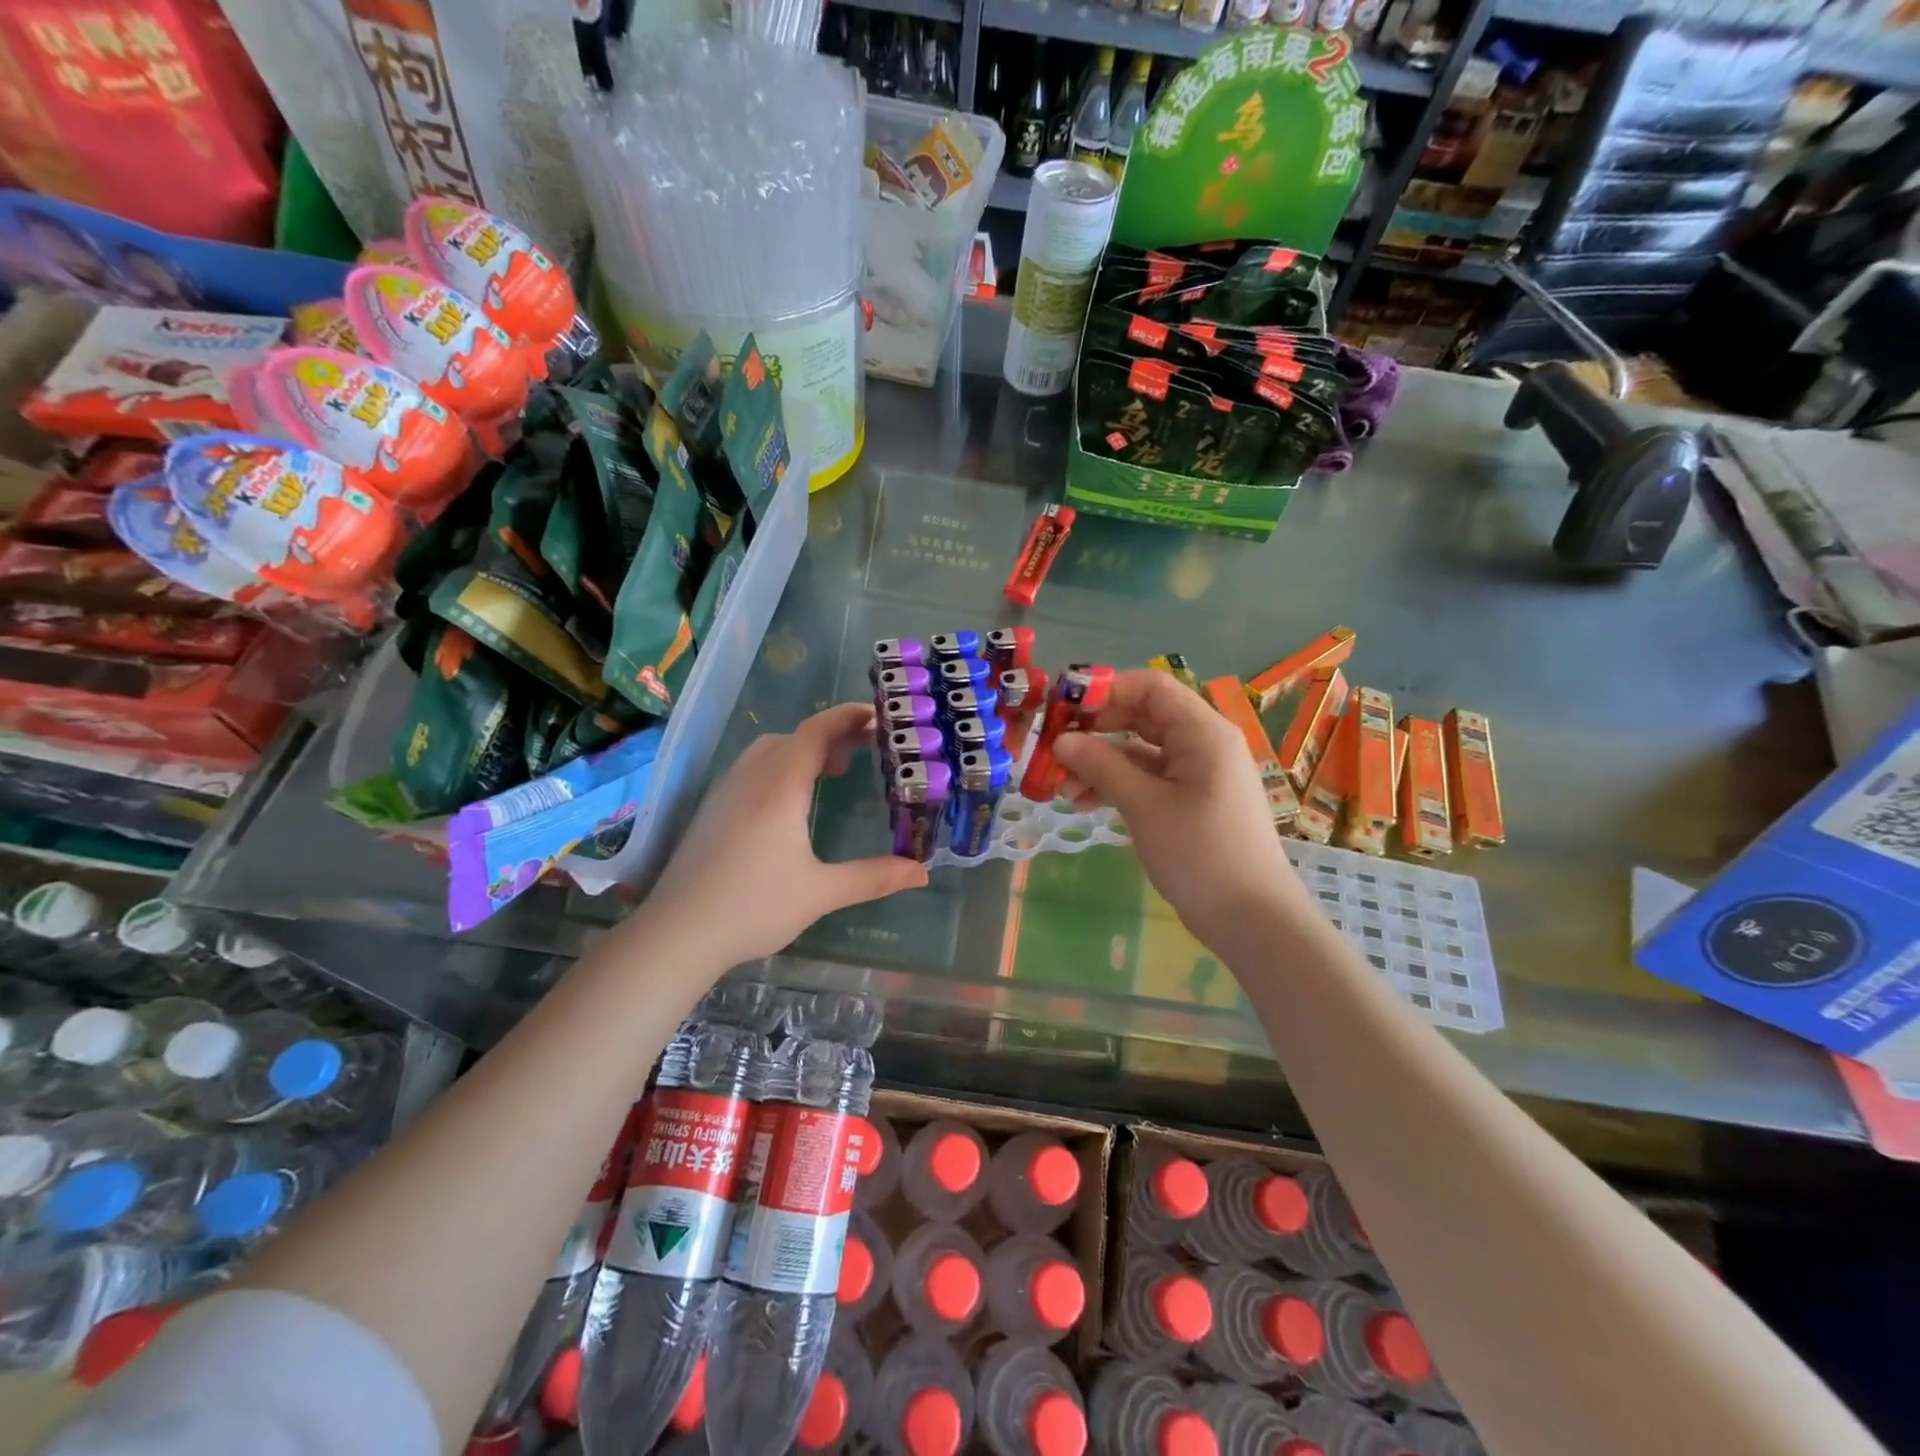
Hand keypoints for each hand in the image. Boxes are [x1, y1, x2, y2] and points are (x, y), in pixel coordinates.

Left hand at [647, 704, 928, 964]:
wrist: (677, 933)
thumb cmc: (754, 907)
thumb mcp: (821, 893)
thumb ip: (873, 878)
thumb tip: (921, 872)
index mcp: (780, 788)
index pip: (816, 732)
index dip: (847, 717)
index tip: (876, 717)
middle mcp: (751, 779)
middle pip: (792, 737)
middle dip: (829, 735)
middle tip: (860, 753)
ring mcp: (725, 792)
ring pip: (767, 750)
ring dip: (800, 750)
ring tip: (827, 775)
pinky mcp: (710, 810)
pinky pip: (750, 769)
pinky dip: (778, 767)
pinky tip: (787, 804)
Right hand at [1053, 670, 1303, 941]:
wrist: (1251, 918)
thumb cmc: (1200, 852)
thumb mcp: (1144, 806)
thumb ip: (1102, 766)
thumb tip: (1062, 740)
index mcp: (1202, 732)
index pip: (1150, 687)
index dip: (1106, 688)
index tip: (1063, 706)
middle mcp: (1202, 743)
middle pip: (1142, 716)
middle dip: (1095, 730)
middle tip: (1054, 747)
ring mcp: (1197, 773)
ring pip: (1140, 751)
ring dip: (1100, 763)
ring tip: (1062, 787)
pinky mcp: (1190, 801)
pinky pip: (1148, 778)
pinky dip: (1117, 785)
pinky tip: (1085, 803)